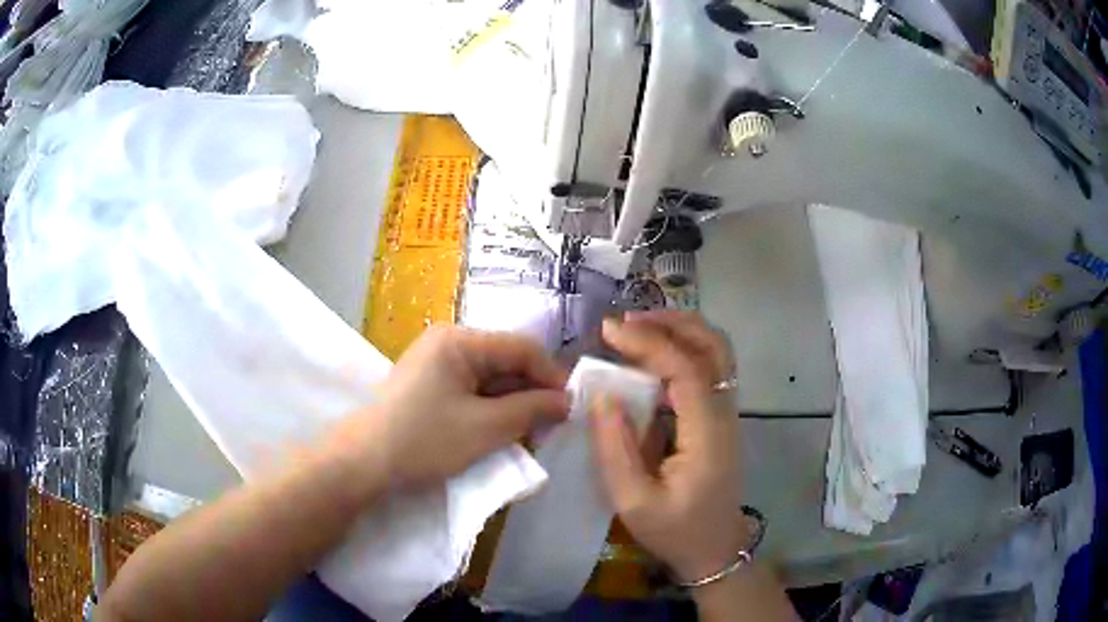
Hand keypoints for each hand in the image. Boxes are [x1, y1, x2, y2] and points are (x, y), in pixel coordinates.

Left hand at [328, 325, 568, 490]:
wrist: (363, 463)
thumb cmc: (424, 440)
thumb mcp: (485, 428)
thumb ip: (531, 410)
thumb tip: (567, 401)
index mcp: (460, 340)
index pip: (521, 347)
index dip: (552, 376)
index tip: (572, 407)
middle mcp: (448, 343)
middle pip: (506, 362)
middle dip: (531, 394)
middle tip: (552, 428)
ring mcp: (436, 364)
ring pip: (490, 379)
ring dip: (512, 405)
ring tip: (529, 435)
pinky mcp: (429, 386)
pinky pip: (471, 391)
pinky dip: (490, 411)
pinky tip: (500, 433)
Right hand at [589, 311, 744, 582]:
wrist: (715, 550)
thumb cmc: (675, 532)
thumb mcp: (633, 502)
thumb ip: (616, 449)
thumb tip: (602, 396)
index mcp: (707, 434)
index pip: (686, 369)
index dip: (648, 343)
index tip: (609, 331)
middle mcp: (724, 414)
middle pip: (714, 346)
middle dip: (672, 322)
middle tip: (627, 321)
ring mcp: (726, 414)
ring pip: (716, 352)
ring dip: (680, 331)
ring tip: (637, 330)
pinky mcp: (719, 419)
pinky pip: (708, 369)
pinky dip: (682, 350)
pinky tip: (651, 359)